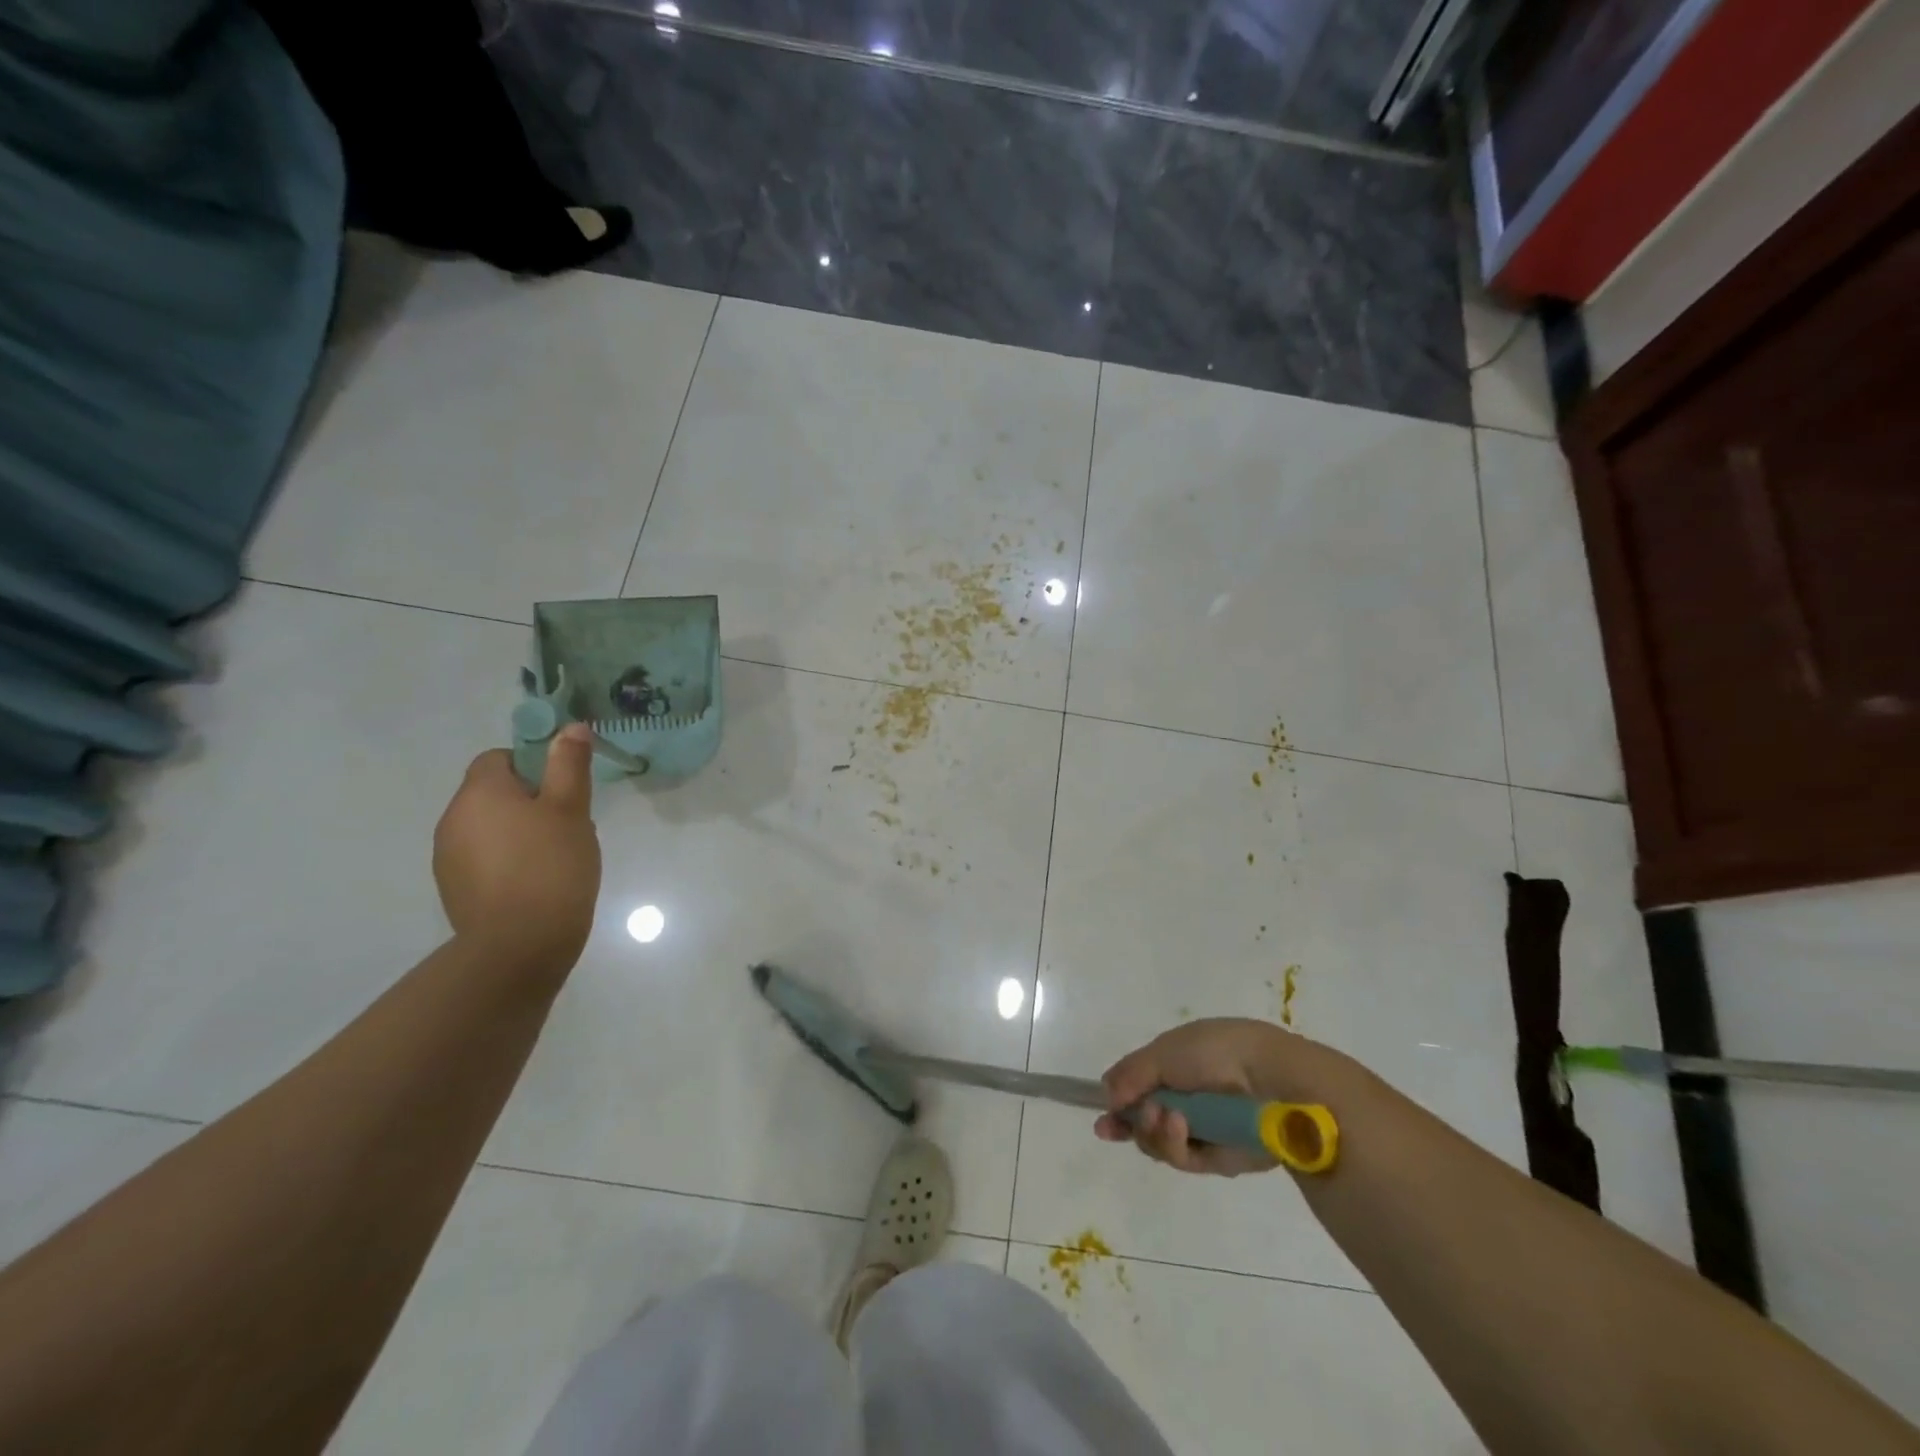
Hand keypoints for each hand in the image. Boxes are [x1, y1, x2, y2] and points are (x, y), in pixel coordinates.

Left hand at [433, 725, 602, 973]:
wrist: (519, 945)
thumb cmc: (551, 866)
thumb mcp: (571, 809)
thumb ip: (568, 765)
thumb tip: (570, 727)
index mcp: (479, 793)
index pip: (498, 758)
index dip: (532, 765)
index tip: (563, 788)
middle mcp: (453, 818)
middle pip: (492, 793)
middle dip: (530, 801)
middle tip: (569, 823)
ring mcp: (448, 857)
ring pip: (489, 827)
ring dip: (518, 831)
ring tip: (556, 855)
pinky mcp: (453, 888)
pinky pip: (483, 858)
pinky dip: (507, 860)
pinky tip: (536, 881)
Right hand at [1095, 1017, 1343, 1175]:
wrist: (1269, 1079)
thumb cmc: (1214, 1052)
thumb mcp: (1163, 1052)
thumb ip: (1130, 1074)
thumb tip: (1106, 1096)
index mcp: (1176, 1063)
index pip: (1139, 1087)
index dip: (1118, 1104)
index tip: (1103, 1123)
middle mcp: (1187, 1097)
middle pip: (1145, 1121)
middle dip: (1132, 1122)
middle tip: (1126, 1120)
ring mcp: (1203, 1128)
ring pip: (1160, 1143)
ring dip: (1152, 1131)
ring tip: (1165, 1117)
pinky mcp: (1220, 1158)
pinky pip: (1184, 1159)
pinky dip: (1174, 1144)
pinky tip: (1179, 1126)